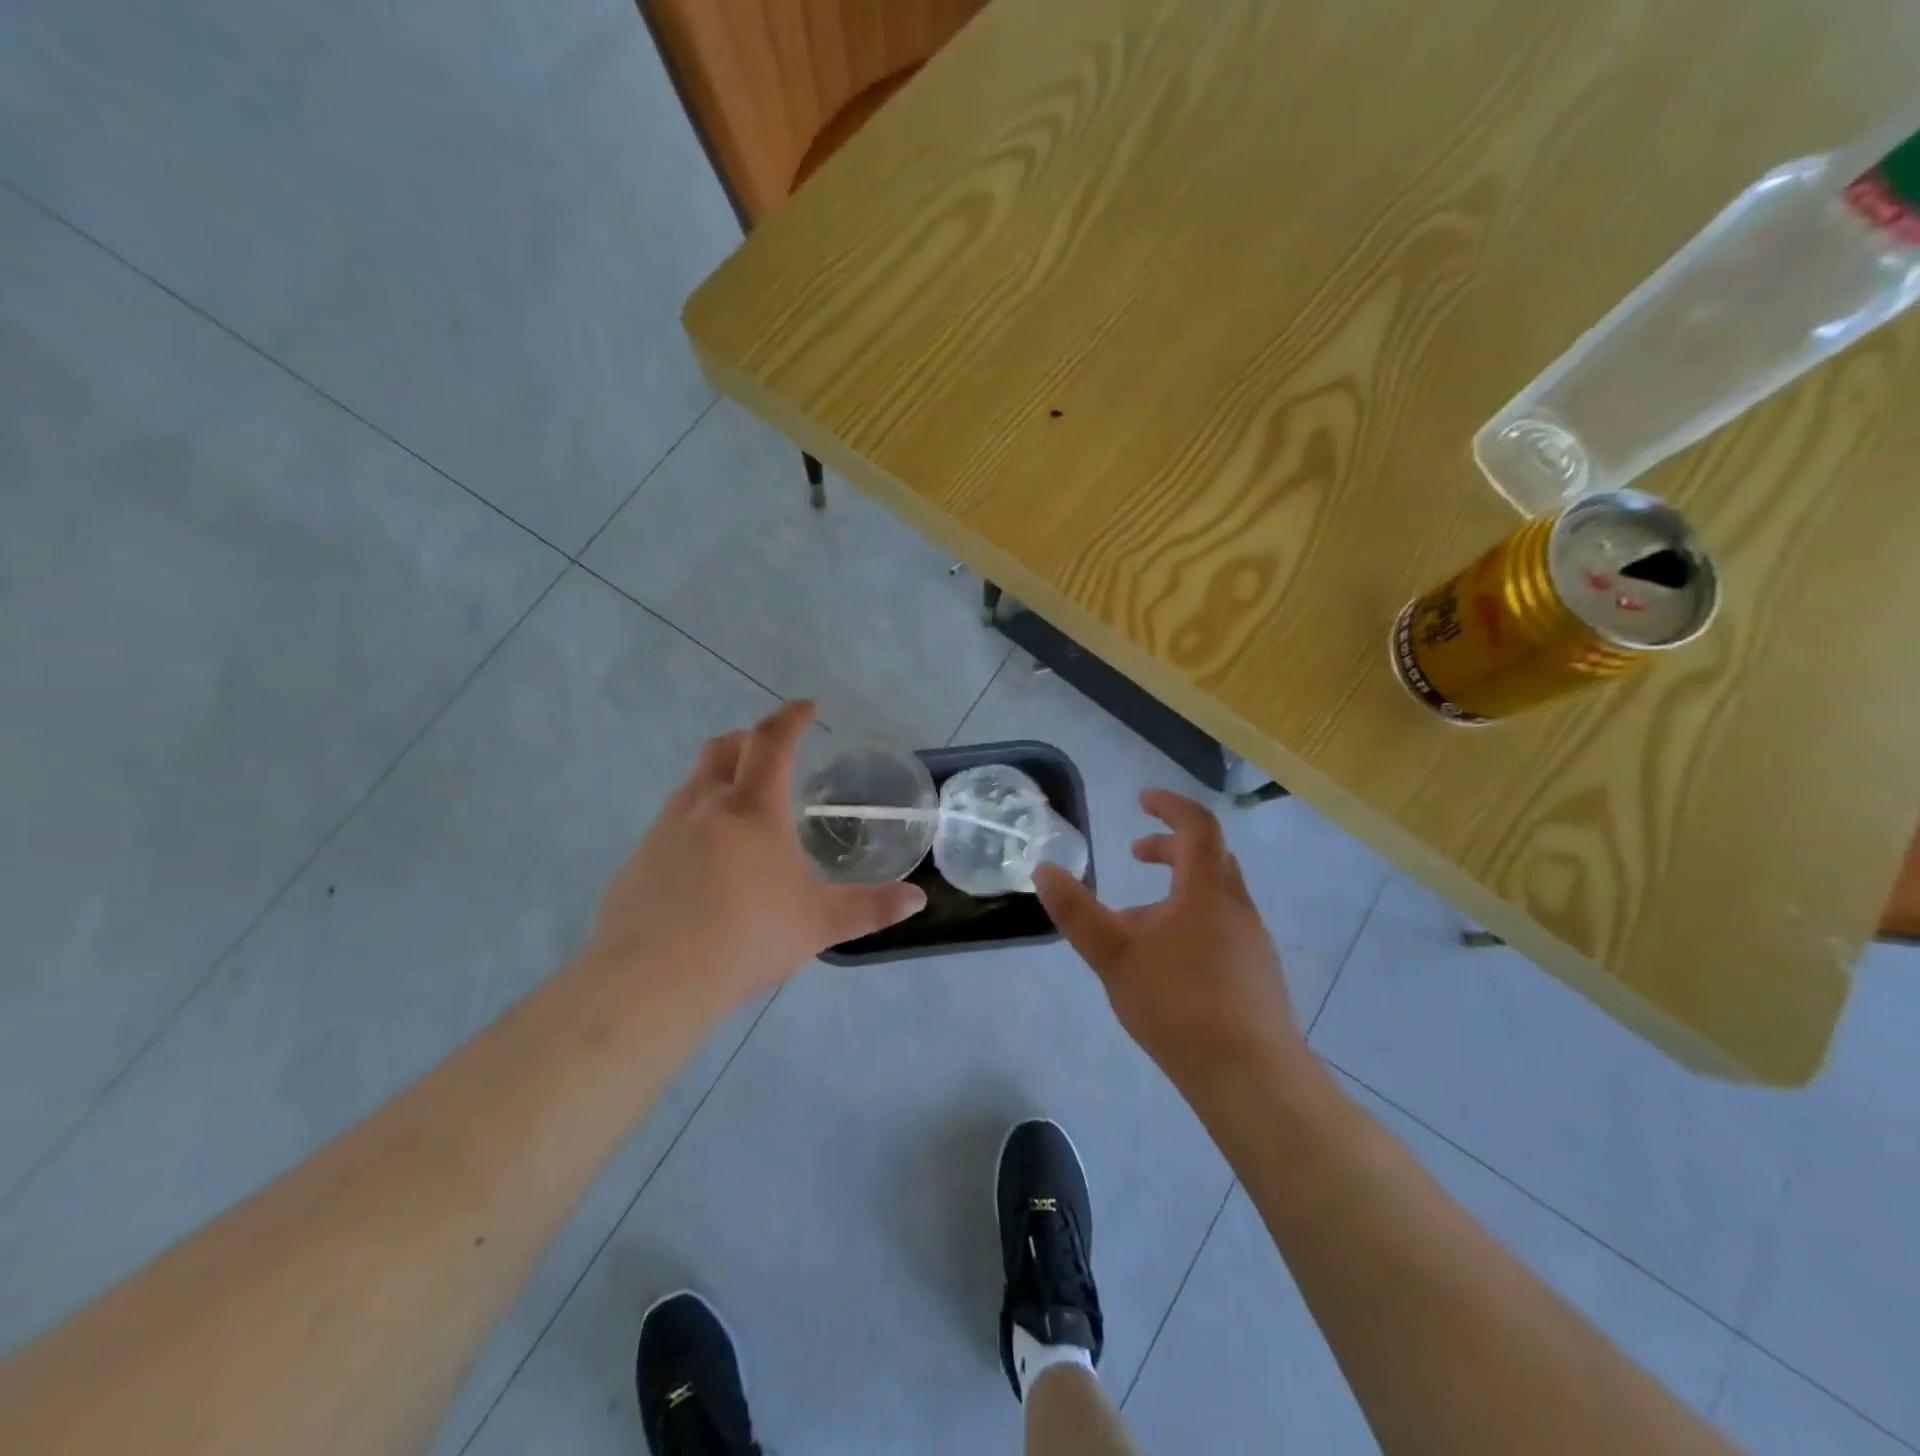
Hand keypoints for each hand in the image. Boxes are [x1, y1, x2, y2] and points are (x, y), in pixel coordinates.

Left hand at [590, 701, 925, 1018]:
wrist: (650, 981)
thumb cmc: (745, 939)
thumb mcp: (818, 924)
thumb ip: (870, 908)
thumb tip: (917, 899)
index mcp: (752, 809)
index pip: (772, 741)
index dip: (791, 717)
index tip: (807, 707)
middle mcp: (704, 805)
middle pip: (722, 747)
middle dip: (750, 739)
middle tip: (774, 753)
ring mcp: (663, 829)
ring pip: (693, 782)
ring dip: (720, 777)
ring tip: (744, 810)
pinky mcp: (637, 859)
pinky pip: (672, 820)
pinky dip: (697, 817)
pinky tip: (708, 860)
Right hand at [1035, 789, 1304, 1098]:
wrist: (1251, 1077)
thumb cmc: (1179, 1004)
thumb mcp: (1113, 955)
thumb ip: (1076, 911)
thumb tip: (1044, 869)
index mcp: (1207, 890)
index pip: (1197, 825)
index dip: (1170, 805)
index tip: (1142, 800)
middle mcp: (1237, 907)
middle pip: (1209, 856)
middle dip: (1170, 847)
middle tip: (1136, 855)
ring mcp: (1254, 942)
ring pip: (1217, 895)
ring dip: (1180, 888)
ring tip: (1141, 919)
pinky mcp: (1259, 975)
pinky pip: (1224, 927)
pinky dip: (1194, 920)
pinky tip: (1171, 963)